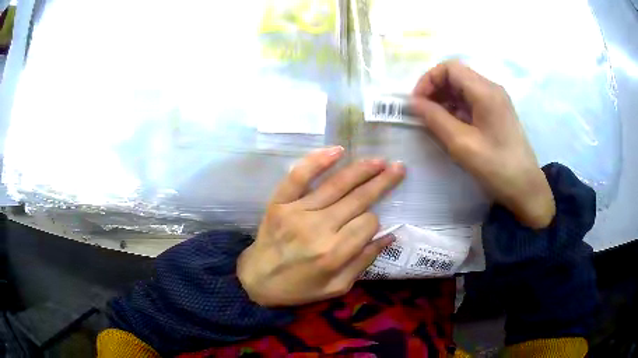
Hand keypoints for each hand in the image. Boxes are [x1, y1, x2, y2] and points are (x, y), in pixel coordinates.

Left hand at [237, 147, 404, 306]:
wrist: (256, 280)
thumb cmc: (298, 288)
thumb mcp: (336, 287)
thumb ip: (363, 262)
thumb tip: (390, 236)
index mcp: (334, 254)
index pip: (368, 223)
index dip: (374, 220)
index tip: (370, 223)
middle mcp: (318, 229)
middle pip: (358, 199)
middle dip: (382, 182)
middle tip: (399, 168)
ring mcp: (297, 212)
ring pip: (337, 185)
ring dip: (361, 170)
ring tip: (379, 161)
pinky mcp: (280, 202)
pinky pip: (299, 177)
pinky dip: (317, 161)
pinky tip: (337, 150)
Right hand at [410, 60, 554, 228]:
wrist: (525, 188)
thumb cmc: (496, 166)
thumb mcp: (462, 144)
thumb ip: (435, 119)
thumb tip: (413, 102)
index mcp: (485, 91)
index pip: (449, 68)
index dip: (428, 80)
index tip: (417, 103)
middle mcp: (491, 89)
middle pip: (456, 76)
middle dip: (435, 90)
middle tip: (423, 113)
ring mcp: (496, 101)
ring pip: (463, 88)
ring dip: (445, 100)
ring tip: (434, 121)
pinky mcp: (497, 113)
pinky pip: (471, 101)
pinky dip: (456, 109)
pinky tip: (451, 126)